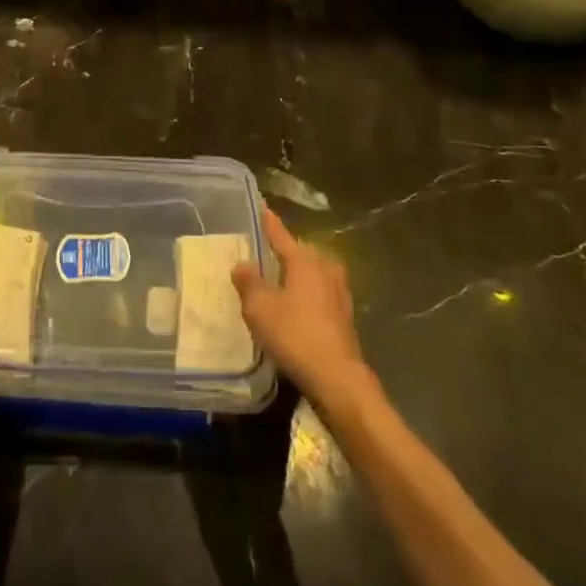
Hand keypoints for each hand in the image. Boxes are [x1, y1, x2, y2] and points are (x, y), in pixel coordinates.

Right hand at [233, 209, 370, 410]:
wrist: (336, 377)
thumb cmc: (294, 334)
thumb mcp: (259, 307)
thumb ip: (248, 282)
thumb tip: (241, 264)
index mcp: (304, 260)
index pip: (281, 235)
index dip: (269, 223)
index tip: (262, 208)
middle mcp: (325, 269)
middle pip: (301, 252)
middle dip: (285, 251)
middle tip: (265, 251)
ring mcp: (339, 292)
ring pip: (313, 273)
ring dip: (297, 274)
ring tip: (279, 279)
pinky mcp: (344, 316)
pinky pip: (320, 293)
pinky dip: (306, 294)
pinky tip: (295, 307)